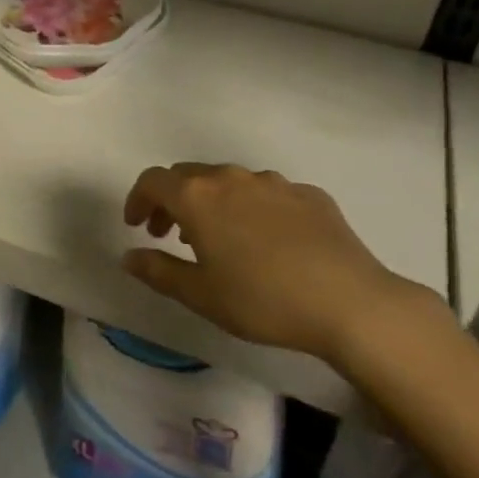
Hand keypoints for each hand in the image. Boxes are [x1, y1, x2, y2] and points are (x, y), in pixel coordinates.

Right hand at [122, 163, 431, 364]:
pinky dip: (253, 209)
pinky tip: (268, 241)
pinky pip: (268, 194)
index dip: (138, 199)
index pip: (153, 181)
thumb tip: (128, 256)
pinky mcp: (308, 194)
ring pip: (229, 182)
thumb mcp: (202, 295)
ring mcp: (272, 182)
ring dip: (213, 202)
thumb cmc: (263, 300)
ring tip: (219, 239)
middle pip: (189, 176)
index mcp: (198, 197)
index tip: (136, 225)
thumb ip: (159, 271)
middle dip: (172, 200)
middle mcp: (231, 177)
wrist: (350, 301)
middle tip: (169, 233)